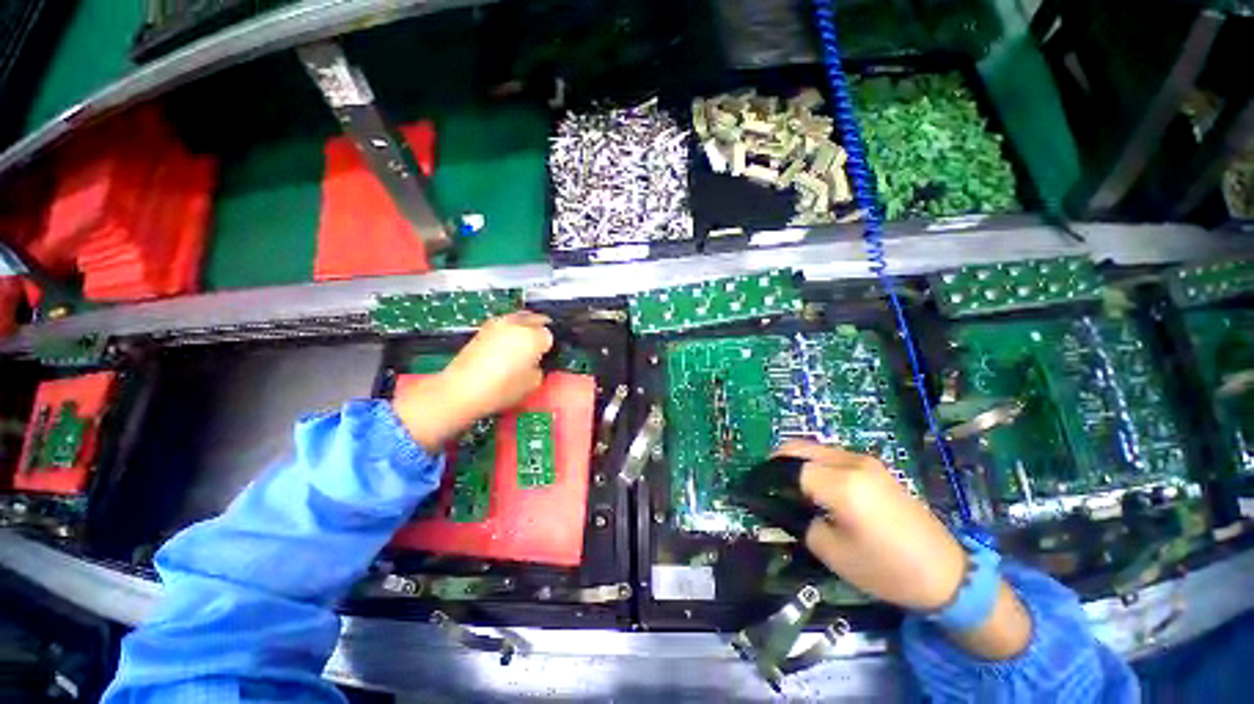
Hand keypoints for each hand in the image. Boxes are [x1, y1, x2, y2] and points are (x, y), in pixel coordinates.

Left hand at [393, 311, 552, 450]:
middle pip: (536, 319)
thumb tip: (536, 362)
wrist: (462, 389)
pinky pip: (505, 323)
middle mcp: (517, 323)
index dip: (549, 348)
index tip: (545, 358)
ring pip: (520, 318)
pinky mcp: (483, 328)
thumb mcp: (533, 383)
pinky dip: (510, 330)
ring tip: (523, 344)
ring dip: (525, 327)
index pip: (550, 336)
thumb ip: (540, 367)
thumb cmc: (501, 389)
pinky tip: (507, 346)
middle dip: (540, 330)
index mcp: (534, 336)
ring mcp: (498, 323)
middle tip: (539, 347)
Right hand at [780, 441, 966, 610]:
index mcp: (840, 483)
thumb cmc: (886, 570)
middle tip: (765, 486)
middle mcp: (850, 461)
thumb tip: (779, 505)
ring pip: (813, 448)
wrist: (946, 574)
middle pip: (797, 448)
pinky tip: (815, 486)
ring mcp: (864, 460)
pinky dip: (814, 464)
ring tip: (789, 488)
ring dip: (795, 462)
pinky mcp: (874, 465)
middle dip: (776, 462)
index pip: (788, 469)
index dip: (768, 480)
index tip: (755, 494)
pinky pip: (831, 455)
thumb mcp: (832, 552)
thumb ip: (799, 522)